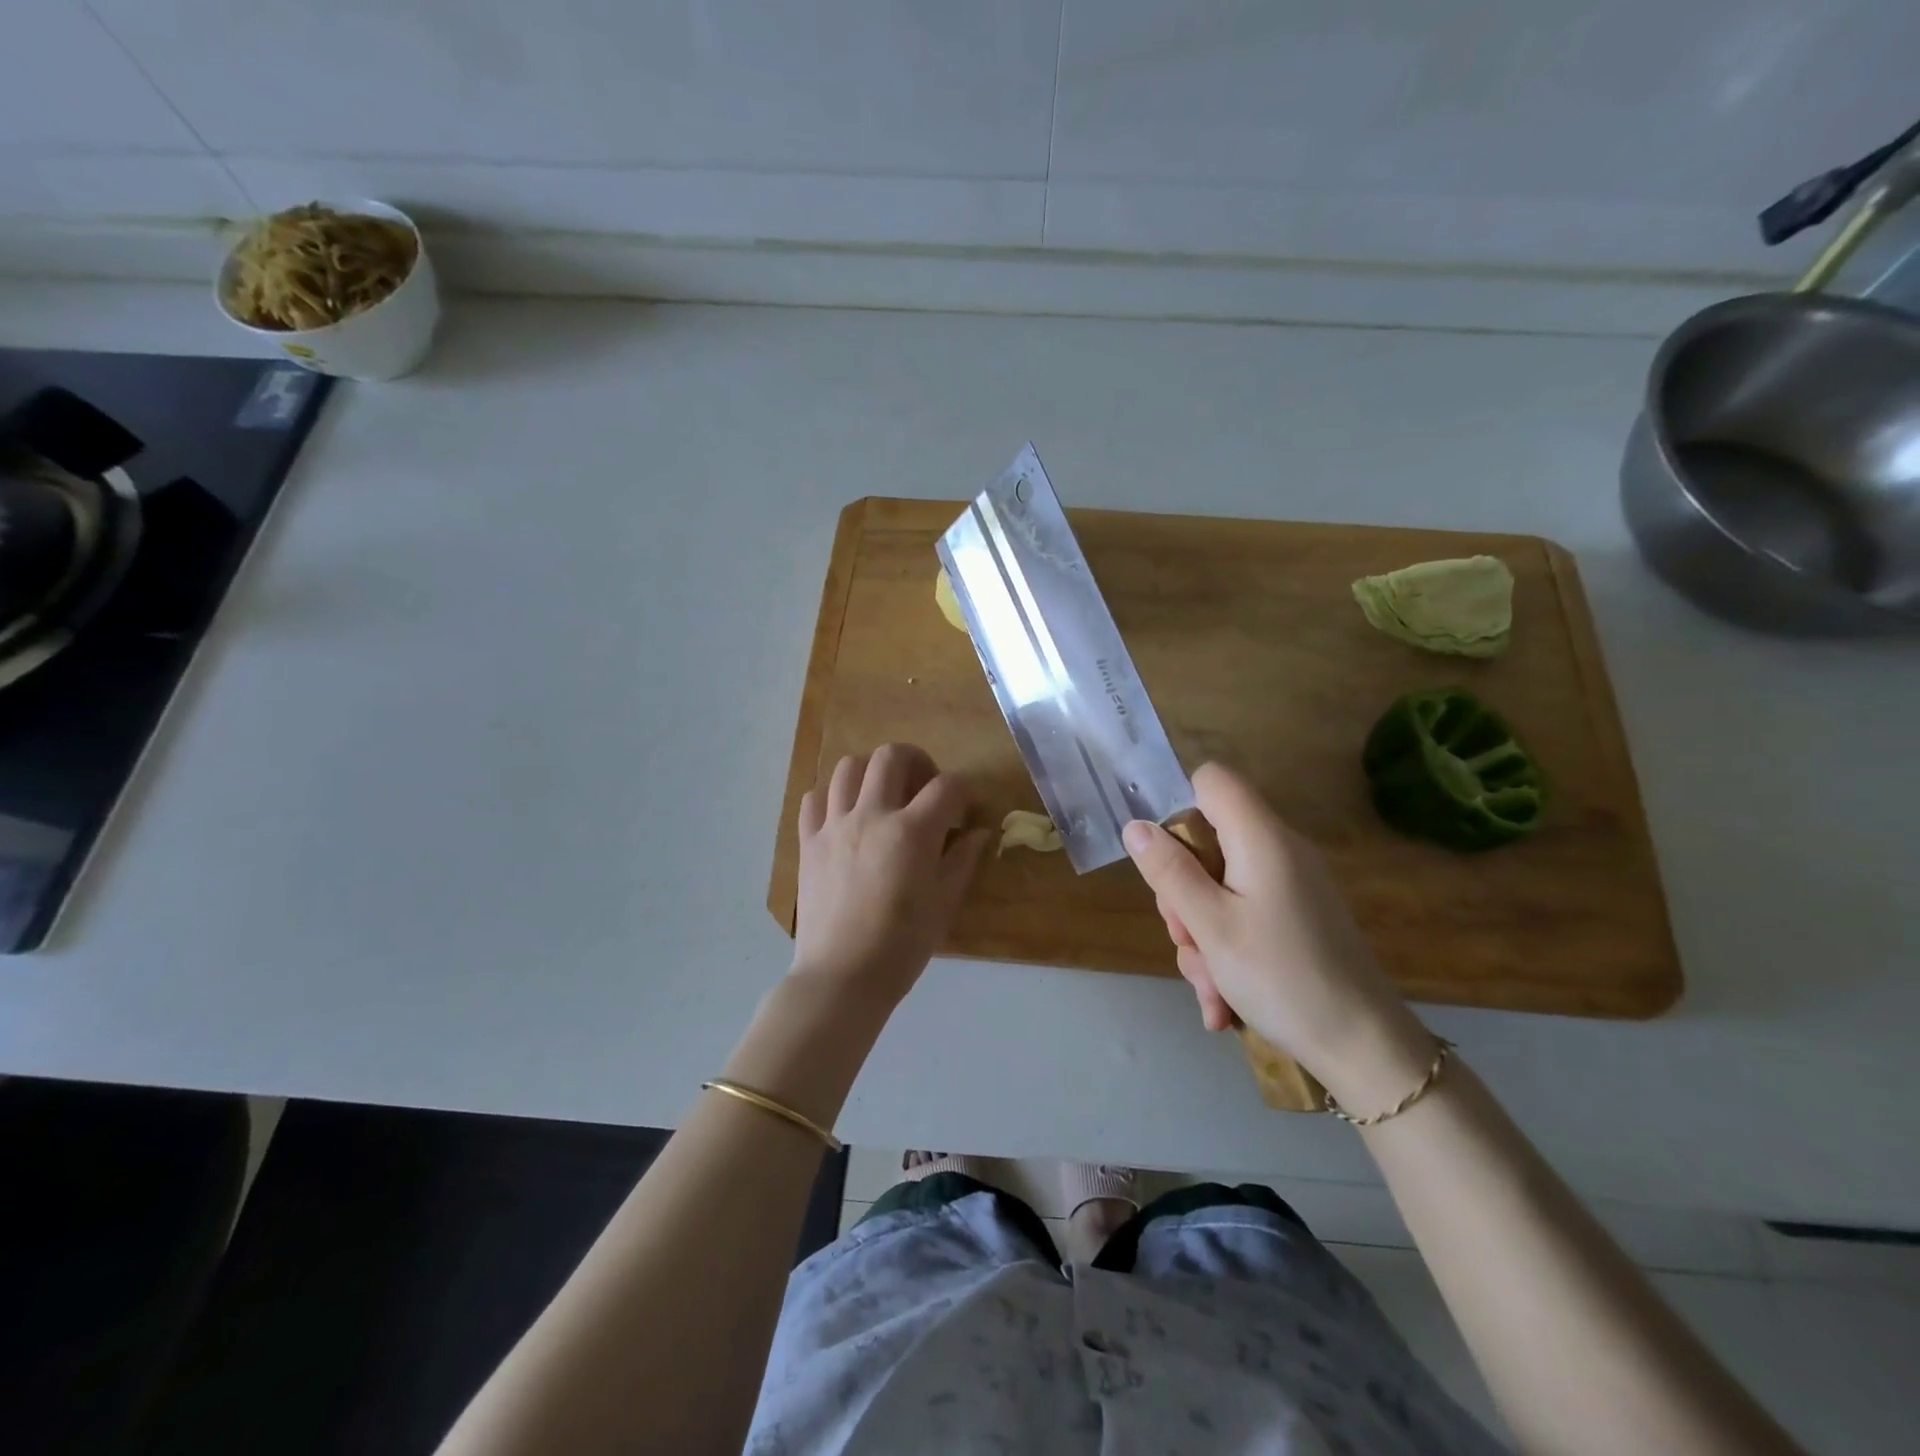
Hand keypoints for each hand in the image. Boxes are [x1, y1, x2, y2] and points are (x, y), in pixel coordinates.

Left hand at [792, 744, 990, 1005]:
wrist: (842, 976)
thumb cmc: (902, 945)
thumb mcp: (944, 903)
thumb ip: (962, 860)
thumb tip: (979, 832)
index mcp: (912, 832)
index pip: (947, 786)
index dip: (965, 790)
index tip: (967, 807)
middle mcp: (872, 815)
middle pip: (892, 756)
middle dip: (917, 761)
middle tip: (924, 786)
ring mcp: (834, 825)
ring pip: (848, 767)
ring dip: (871, 772)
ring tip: (882, 795)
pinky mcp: (808, 841)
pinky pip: (814, 799)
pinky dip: (831, 796)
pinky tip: (845, 816)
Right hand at [1122, 763, 1429, 1098]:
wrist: (1364, 1047)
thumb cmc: (1282, 978)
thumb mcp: (1210, 926)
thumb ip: (1169, 872)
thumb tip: (1135, 826)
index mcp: (1261, 838)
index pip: (1212, 780)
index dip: (1180, 807)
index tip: (1167, 859)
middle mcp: (1278, 850)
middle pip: (1207, 841)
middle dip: (1183, 892)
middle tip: (1187, 937)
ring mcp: (1289, 886)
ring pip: (1218, 887)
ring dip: (1200, 933)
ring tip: (1210, 985)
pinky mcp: (1295, 917)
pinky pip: (1242, 914)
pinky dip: (1225, 948)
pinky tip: (1222, 1000)